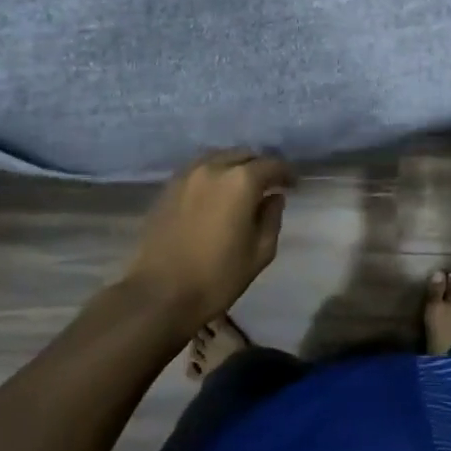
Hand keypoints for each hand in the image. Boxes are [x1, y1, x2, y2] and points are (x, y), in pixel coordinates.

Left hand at [125, 150, 293, 328]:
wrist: (158, 295)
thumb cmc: (216, 277)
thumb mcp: (260, 253)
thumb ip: (272, 218)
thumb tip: (273, 198)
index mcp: (241, 181)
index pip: (272, 165)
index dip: (286, 173)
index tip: (292, 185)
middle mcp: (214, 167)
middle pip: (244, 155)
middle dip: (260, 167)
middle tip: (268, 185)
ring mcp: (187, 175)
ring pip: (219, 158)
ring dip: (235, 167)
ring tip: (241, 188)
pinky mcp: (168, 188)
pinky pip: (198, 170)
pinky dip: (213, 175)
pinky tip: (215, 194)